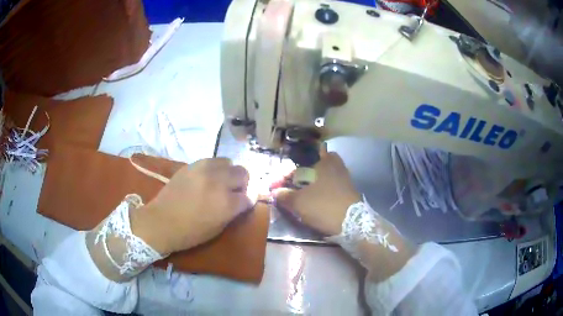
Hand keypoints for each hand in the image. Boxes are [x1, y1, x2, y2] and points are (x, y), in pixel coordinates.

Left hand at [131, 158, 251, 254]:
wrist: (161, 221)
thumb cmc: (190, 232)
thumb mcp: (217, 228)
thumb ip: (233, 212)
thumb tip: (243, 201)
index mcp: (226, 203)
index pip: (249, 196)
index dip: (248, 201)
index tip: (244, 204)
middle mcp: (218, 182)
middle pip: (243, 173)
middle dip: (243, 183)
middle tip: (235, 191)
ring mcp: (204, 170)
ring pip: (228, 162)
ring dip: (229, 172)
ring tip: (221, 182)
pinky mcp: (192, 165)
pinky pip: (212, 161)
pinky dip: (215, 168)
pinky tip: (208, 178)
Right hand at [273, 144, 360, 235]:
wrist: (352, 223)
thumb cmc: (323, 206)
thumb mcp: (299, 202)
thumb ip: (285, 196)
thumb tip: (275, 192)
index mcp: (325, 162)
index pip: (303, 160)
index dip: (289, 172)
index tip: (280, 184)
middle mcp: (337, 166)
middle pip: (319, 164)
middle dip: (307, 172)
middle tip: (296, 183)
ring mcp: (346, 179)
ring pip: (327, 175)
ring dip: (316, 182)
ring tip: (305, 194)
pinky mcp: (350, 191)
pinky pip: (334, 186)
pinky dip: (325, 190)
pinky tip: (318, 200)